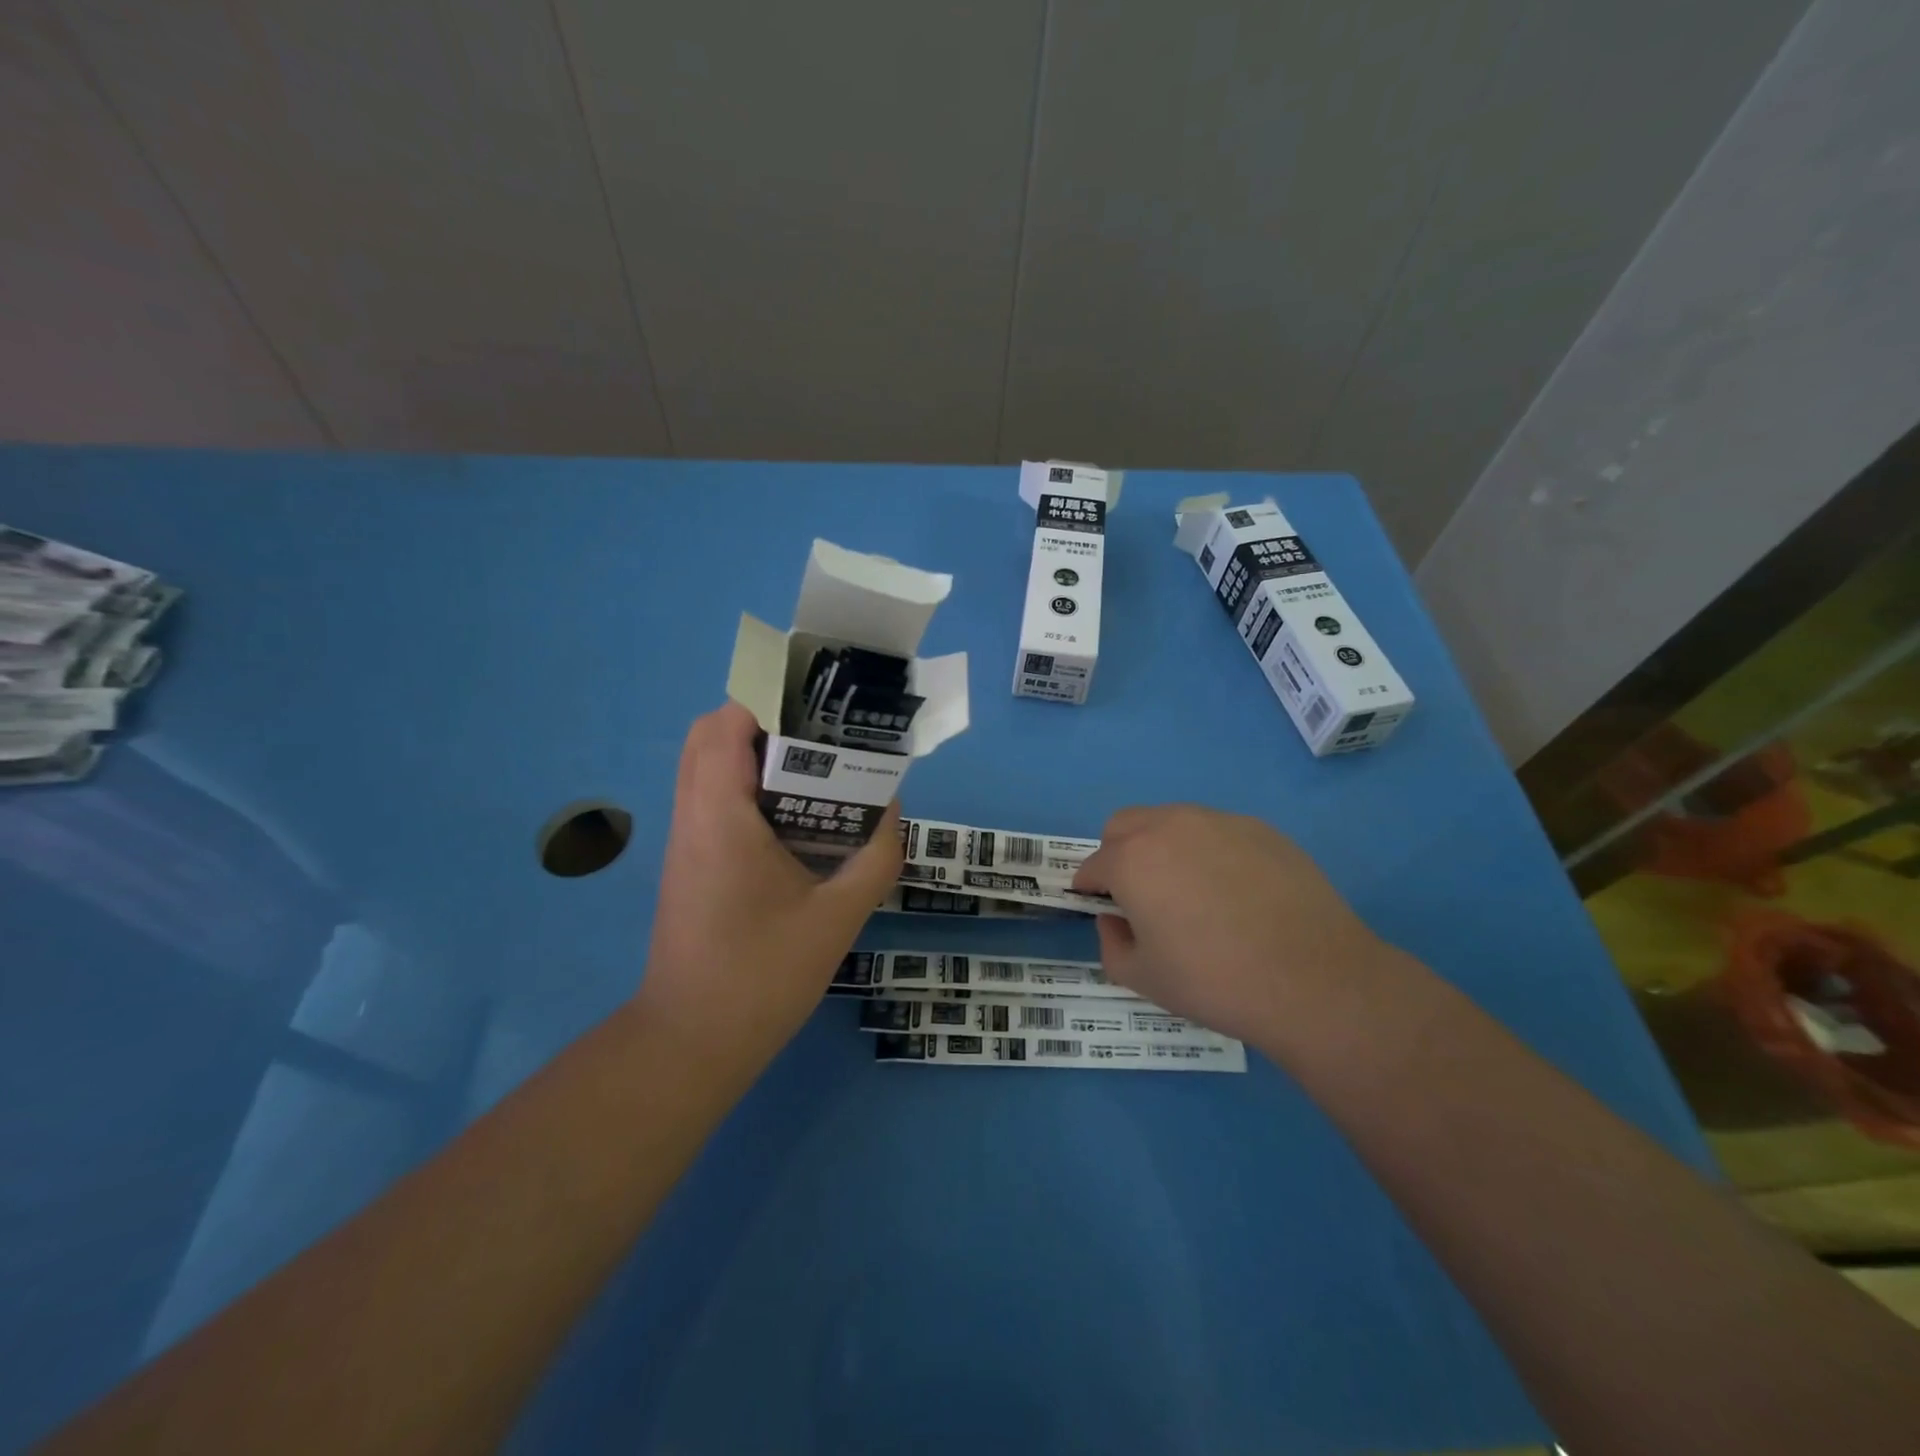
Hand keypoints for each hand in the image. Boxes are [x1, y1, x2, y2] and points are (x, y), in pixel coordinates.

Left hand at [636, 703, 902, 1083]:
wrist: (692, 1042)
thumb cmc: (762, 976)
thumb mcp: (837, 917)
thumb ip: (873, 857)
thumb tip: (892, 810)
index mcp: (721, 817)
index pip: (724, 725)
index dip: (767, 702)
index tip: (818, 711)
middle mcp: (693, 817)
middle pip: (709, 737)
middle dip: (762, 723)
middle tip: (820, 739)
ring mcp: (685, 841)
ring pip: (707, 768)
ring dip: (754, 755)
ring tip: (816, 771)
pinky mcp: (689, 863)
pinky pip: (712, 800)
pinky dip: (747, 788)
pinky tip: (795, 819)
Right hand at [1071, 805, 1390, 1045]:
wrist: (1315, 980)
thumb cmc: (1215, 981)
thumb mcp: (1143, 978)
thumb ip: (1111, 944)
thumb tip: (1115, 920)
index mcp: (1131, 860)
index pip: (1092, 866)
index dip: (1089, 890)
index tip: (1102, 911)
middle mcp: (1169, 826)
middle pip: (1124, 825)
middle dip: (1118, 854)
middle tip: (1140, 897)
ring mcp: (1219, 822)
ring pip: (1171, 821)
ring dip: (1163, 848)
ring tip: (1192, 894)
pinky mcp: (1261, 829)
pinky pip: (1217, 832)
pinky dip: (1210, 852)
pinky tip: (1237, 894)